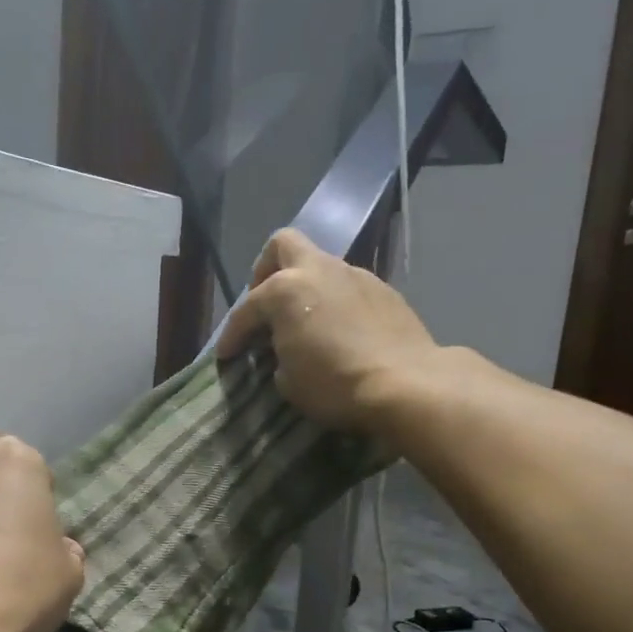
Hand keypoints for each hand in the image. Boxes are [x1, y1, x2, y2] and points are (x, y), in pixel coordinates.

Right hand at [215, 228, 437, 434]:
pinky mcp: (384, 291)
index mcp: (286, 289)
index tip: (226, 355)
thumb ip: (277, 354)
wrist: (406, 384)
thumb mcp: (287, 380)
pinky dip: (334, 303)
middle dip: (266, 271)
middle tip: (264, 305)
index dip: (231, 334)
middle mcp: (319, 271)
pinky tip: (337, 331)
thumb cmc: (334, 383)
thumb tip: (283, 350)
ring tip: (303, 323)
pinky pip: (347, 288)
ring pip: (320, 267)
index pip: (246, 309)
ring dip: (305, 289)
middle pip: (282, 246)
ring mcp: (356, 276)